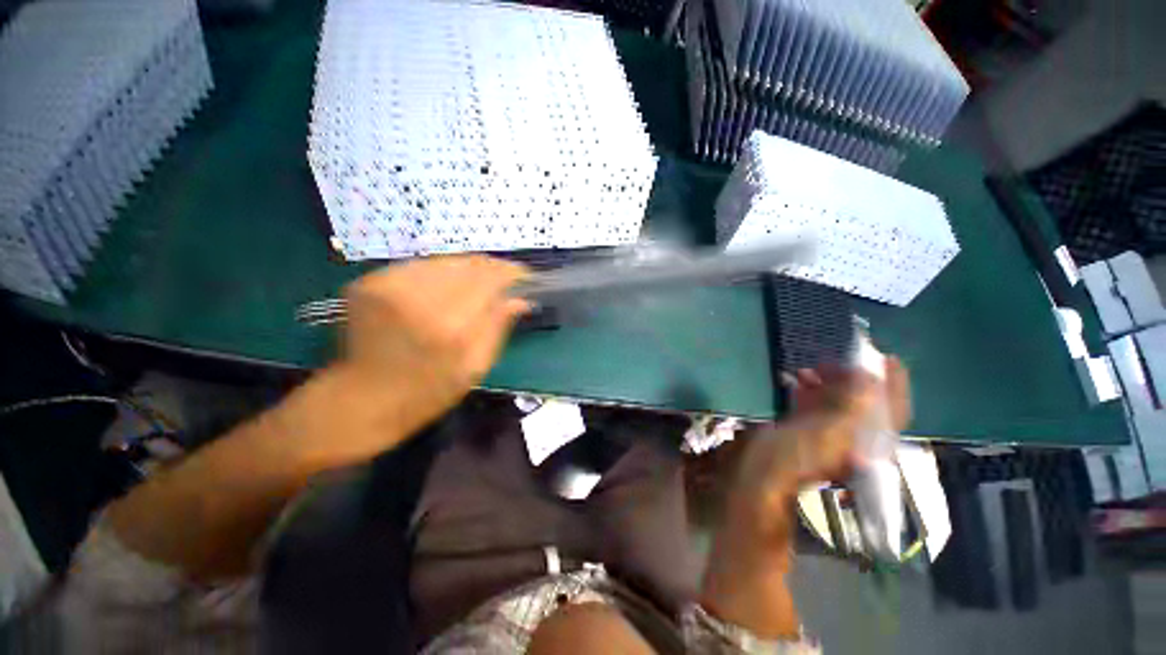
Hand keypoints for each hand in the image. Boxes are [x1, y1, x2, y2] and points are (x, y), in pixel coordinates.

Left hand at [335, 255, 530, 440]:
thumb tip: (521, 299)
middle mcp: (419, 299)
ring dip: (465, 269)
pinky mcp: (368, 283)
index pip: (489, 279)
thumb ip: (498, 328)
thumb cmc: (429, 392)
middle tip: (502, 278)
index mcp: (450, 327)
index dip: (509, 272)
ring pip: (443, 260)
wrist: (362, 400)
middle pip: (467, 264)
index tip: (523, 275)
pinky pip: (417, 267)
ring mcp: (388, 287)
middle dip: (490, 268)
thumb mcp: (476, 368)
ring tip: (474, 285)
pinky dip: (437, 274)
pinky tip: (441, 290)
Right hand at [699, 359, 910, 637]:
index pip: (891, 410)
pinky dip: (810, 391)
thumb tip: (870, 377)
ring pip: (838, 403)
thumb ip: (852, 406)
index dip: (893, 383)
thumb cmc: (792, 457)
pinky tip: (797, 380)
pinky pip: (814, 406)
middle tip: (837, 360)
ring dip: (829, 382)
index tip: (884, 356)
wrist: (759, 478)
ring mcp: (827, 434)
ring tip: (812, 368)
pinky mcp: (804, 431)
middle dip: (854, 378)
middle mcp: (852, 437)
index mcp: (865, 441)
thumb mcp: (826, 432)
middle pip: (864, 403)